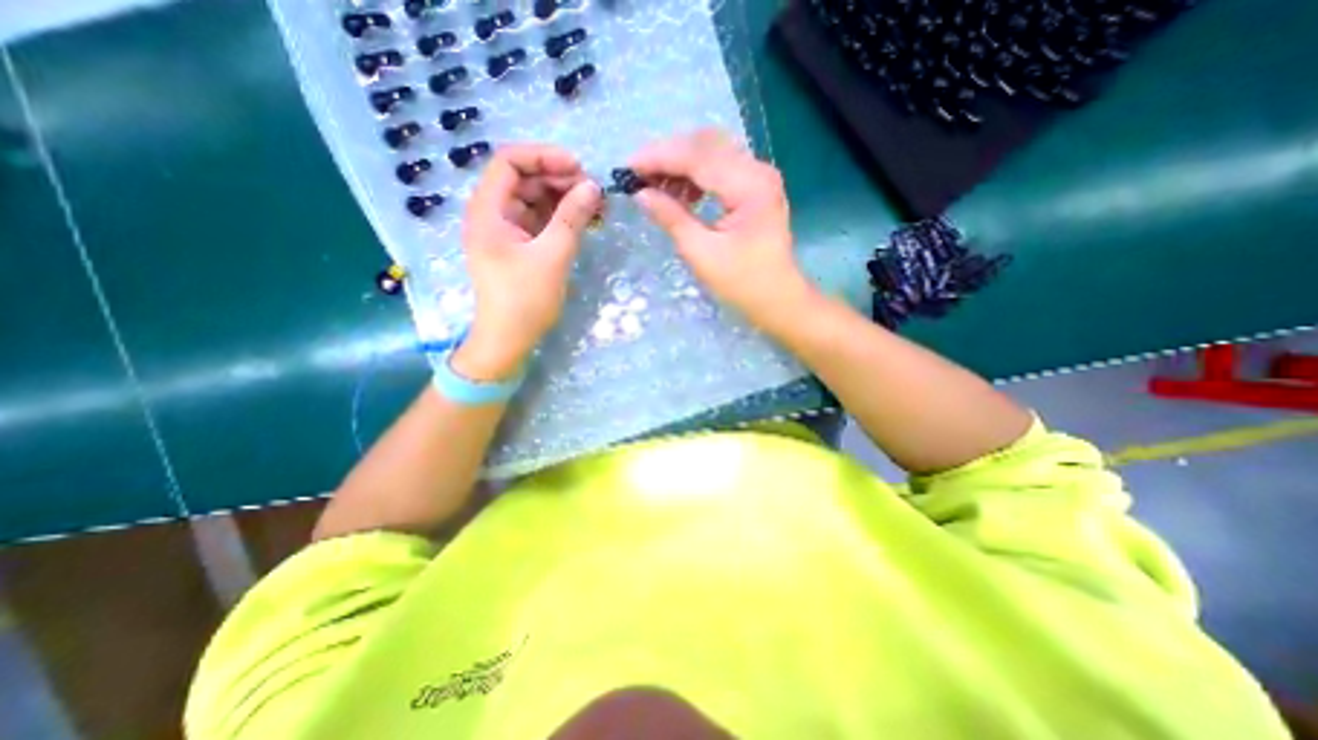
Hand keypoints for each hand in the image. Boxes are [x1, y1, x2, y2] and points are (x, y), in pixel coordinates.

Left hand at [455, 141, 598, 380]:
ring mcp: (508, 231)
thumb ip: (571, 218)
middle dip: (559, 179)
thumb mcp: (551, 257)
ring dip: (565, 199)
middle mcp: (493, 214)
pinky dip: (562, 218)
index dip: (543, 157)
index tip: (578, 167)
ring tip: (597, 207)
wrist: (509, 340)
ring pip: (536, 201)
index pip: (509, 162)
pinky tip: (586, 221)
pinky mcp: (521, 246)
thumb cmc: (524, 300)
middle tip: (593, 191)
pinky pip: (542, 221)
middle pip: (525, 180)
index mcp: (488, 211)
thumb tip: (593, 186)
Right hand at [628, 127, 813, 328]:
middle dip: (667, 155)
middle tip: (638, 175)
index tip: (628, 168)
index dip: (659, 157)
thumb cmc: (743, 283)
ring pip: (712, 152)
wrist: (779, 299)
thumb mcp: (702, 254)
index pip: (697, 156)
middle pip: (705, 145)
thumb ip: (672, 218)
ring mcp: (759, 176)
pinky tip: (680, 192)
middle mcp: (757, 170)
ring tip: (655, 186)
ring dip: (680, 163)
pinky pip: (720, 168)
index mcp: (749, 186)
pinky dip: (695, 175)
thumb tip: (641, 194)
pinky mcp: (755, 187)